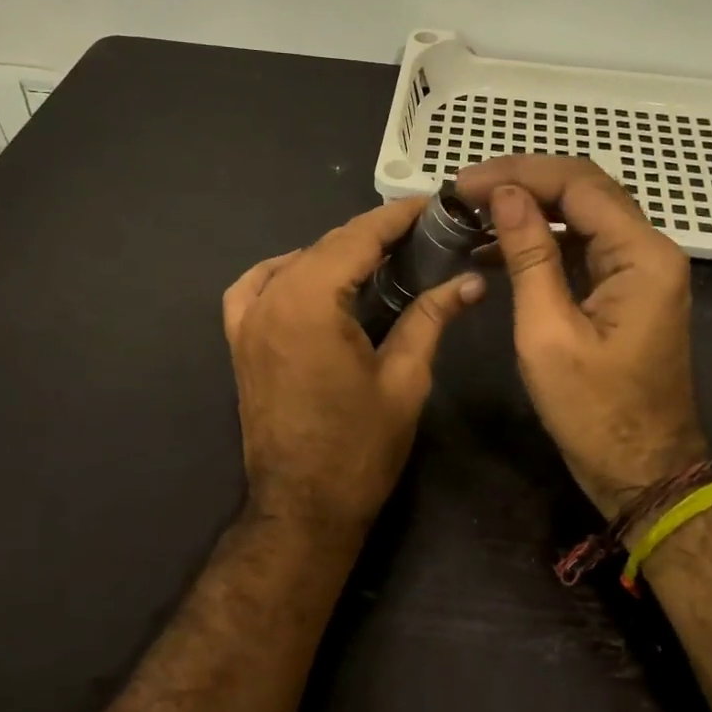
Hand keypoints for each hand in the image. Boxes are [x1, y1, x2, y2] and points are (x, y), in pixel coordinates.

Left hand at [223, 200, 484, 534]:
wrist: (302, 507)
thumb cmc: (359, 448)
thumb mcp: (404, 379)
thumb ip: (431, 318)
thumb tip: (470, 281)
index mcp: (310, 302)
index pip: (358, 237)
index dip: (397, 217)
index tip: (433, 204)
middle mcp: (271, 298)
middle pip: (327, 244)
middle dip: (374, 233)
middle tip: (421, 232)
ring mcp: (248, 319)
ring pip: (296, 261)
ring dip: (337, 252)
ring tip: (380, 257)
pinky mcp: (240, 340)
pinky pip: (257, 285)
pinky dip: (286, 270)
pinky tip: (313, 277)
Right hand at [454, 157, 708, 516]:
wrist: (644, 472)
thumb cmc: (594, 412)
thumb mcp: (548, 333)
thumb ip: (529, 257)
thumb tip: (506, 195)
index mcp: (642, 256)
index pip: (579, 184)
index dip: (519, 174)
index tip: (465, 184)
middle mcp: (650, 250)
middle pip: (585, 190)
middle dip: (524, 182)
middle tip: (466, 192)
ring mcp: (641, 270)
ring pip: (583, 215)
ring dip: (531, 209)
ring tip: (474, 214)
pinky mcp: (627, 290)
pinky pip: (583, 247)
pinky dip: (542, 240)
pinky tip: (497, 248)